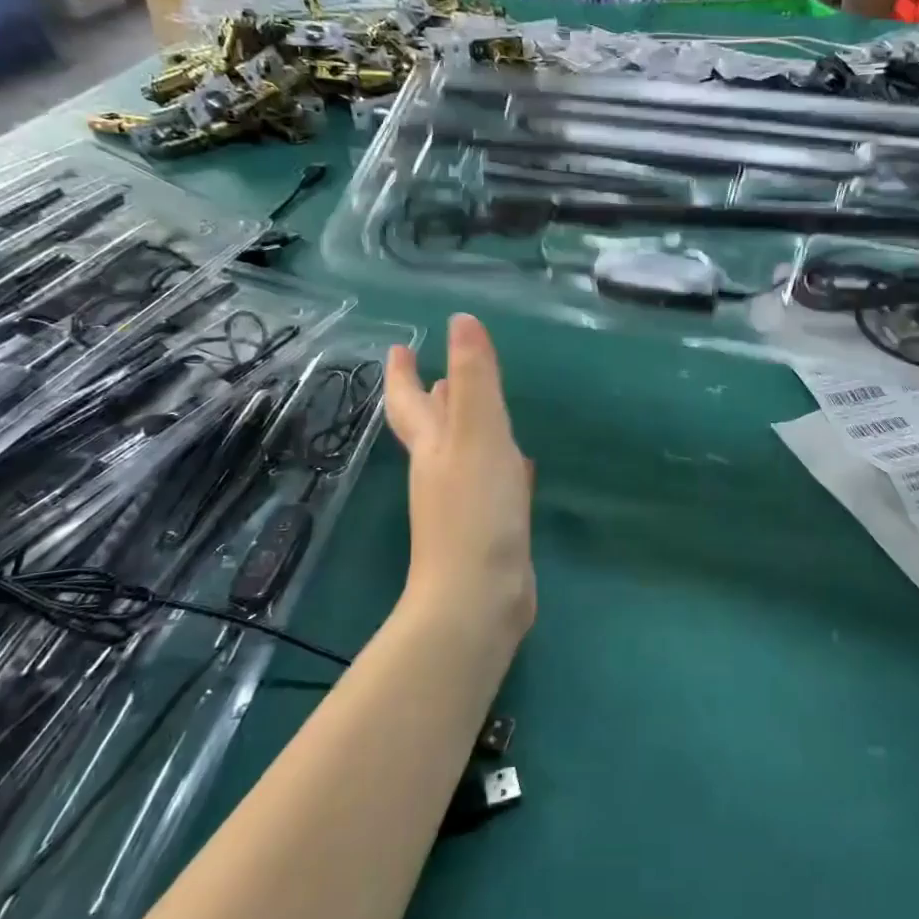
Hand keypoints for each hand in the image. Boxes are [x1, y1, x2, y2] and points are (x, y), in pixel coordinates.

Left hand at [385, 314, 534, 641]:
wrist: (479, 598)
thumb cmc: (475, 510)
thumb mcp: (478, 434)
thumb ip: (475, 379)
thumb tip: (460, 321)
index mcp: (433, 446)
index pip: (410, 400)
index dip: (402, 373)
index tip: (399, 348)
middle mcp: (441, 471)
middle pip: (432, 427)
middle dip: (434, 398)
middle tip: (438, 373)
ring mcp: (463, 503)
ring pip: (464, 454)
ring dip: (468, 429)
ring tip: (480, 408)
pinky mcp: (489, 528)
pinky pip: (492, 484)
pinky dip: (500, 466)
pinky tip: (520, 465)